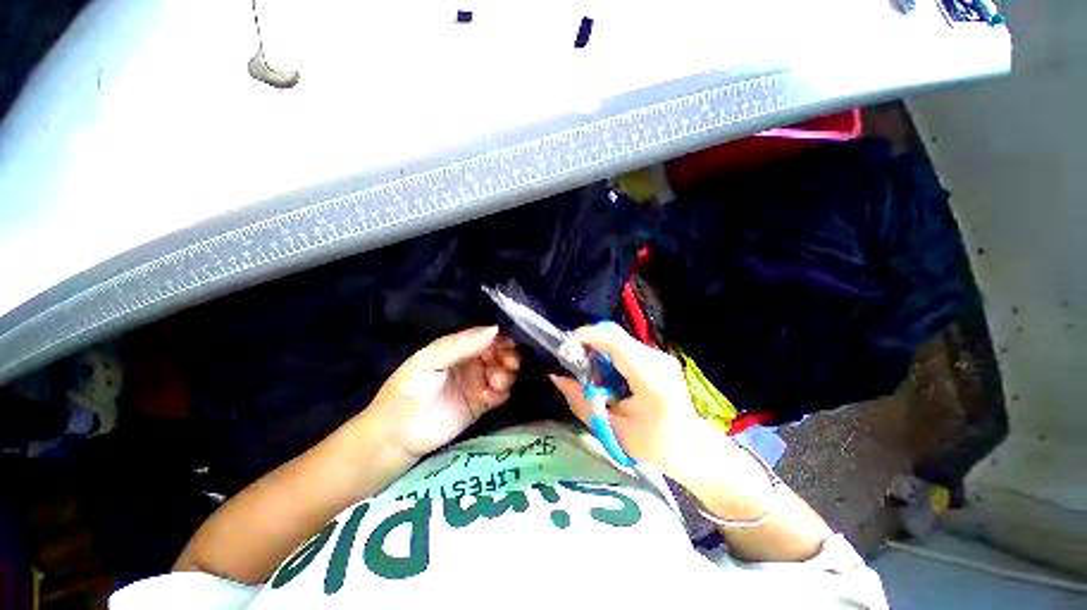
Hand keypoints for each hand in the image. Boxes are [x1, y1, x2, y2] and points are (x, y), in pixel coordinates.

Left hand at [369, 326, 519, 458]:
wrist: (396, 435)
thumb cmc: (408, 390)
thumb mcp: (428, 361)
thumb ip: (460, 345)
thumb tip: (495, 329)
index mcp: (459, 347)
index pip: (487, 336)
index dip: (501, 337)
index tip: (510, 344)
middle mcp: (472, 362)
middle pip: (500, 353)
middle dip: (509, 356)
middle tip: (509, 364)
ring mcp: (478, 383)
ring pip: (504, 372)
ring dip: (507, 374)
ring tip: (496, 383)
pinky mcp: (482, 404)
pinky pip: (501, 394)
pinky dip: (502, 393)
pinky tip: (491, 397)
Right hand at [549, 322, 706, 473]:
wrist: (693, 449)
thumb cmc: (653, 446)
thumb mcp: (612, 429)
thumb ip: (581, 401)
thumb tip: (557, 377)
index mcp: (651, 380)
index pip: (617, 344)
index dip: (589, 336)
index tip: (566, 344)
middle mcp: (659, 360)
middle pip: (617, 337)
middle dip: (590, 344)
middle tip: (574, 363)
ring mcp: (662, 357)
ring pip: (620, 340)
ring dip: (599, 351)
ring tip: (590, 374)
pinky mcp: (660, 358)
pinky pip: (627, 348)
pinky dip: (610, 356)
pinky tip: (608, 377)